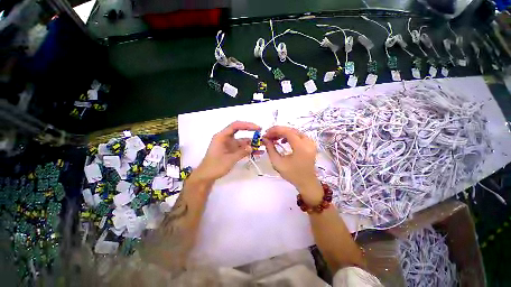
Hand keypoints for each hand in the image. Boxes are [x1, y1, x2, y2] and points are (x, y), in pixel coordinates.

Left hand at [194, 121, 260, 182]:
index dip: (247, 125)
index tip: (257, 128)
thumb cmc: (215, 166)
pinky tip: (257, 152)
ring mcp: (229, 145)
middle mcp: (226, 138)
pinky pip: (242, 148)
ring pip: (242, 141)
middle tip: (261, 135)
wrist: (206, 176)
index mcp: (221, 136)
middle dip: (251, 133)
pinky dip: (249, 150)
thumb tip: (251, 147)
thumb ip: (241, 152)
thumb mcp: (229, 159)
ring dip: (251, 143)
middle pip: (240, 131)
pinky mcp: (231, 151)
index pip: (235, 126)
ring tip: (262, 145)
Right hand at [263, 126, 322, 204]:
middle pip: (291, 130)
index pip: (287, 132)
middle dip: (278, 131)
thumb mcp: (278, 163)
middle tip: (268, 135)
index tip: (266, 134)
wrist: (306, 182)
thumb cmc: (292, 174)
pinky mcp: (310, 144)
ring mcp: (311, 142)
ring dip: (283, 133)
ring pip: (294, 131)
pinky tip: (283, 141)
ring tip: (273, 138)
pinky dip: (289, 136)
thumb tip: (265, 139)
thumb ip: (270, 149)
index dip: (275, 130)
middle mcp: (308, 142)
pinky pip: (298, 135)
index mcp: (301, 147)